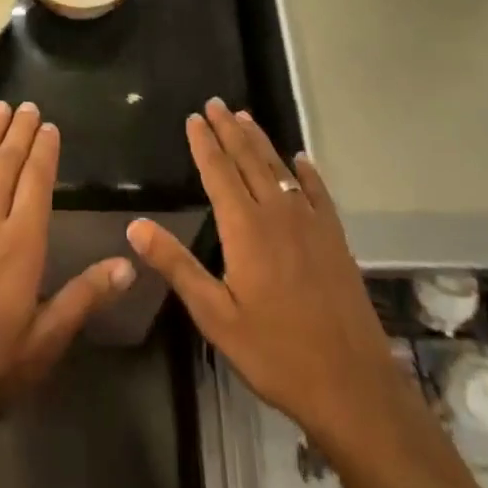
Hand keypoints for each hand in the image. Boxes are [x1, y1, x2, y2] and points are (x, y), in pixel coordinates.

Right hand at [128, 99, 421, 452]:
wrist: (351, 384)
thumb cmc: (275, 353)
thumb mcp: (215, 316)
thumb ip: (177, 266)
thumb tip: (135, 226)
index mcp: (245, 228)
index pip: (218, 172)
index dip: (203, 143)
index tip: (194, 117)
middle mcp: (277, 213)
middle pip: (248, 160)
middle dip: (229, 130)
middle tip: (216, 103)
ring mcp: (310, 223)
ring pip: (279, 169)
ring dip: (260, 141)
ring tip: (245, 117)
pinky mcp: (335, 238)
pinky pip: (317, 192)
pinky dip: (305, 171)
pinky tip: (300, 160)